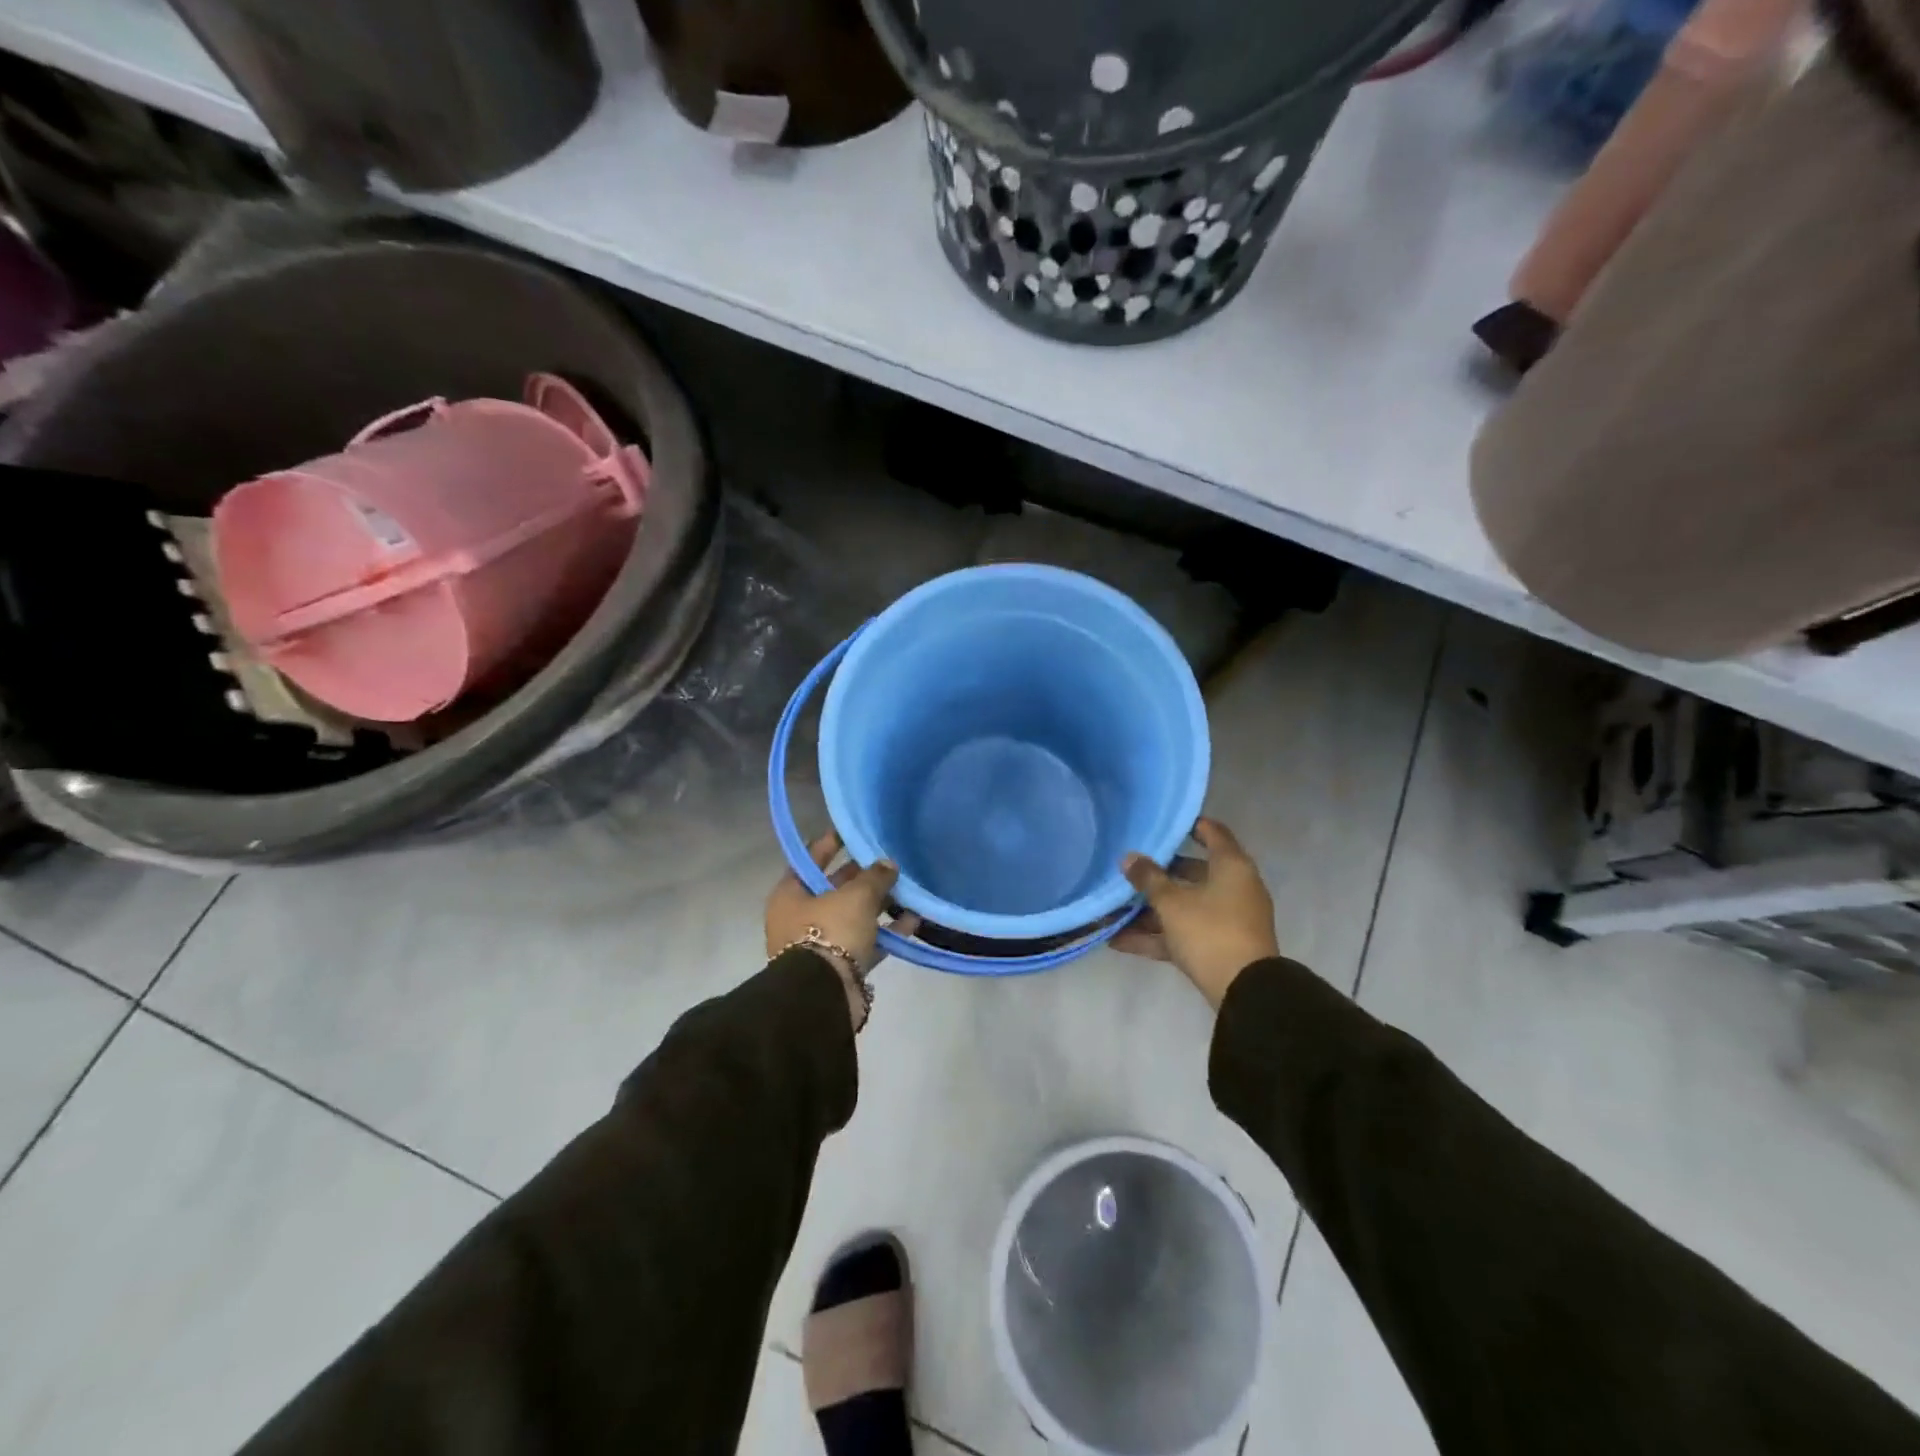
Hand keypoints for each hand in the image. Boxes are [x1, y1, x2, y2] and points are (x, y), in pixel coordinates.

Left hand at [766, 832, 915, 1028]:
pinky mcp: (841, 965)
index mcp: (790, 893)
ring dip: (878, 904)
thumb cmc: (830, 932)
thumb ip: (874, 877)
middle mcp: (800, 916)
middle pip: (834, 887)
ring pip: (853, 915)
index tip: (854, 829)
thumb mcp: (855, 896)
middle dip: (862, 876)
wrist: (823, 996)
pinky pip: (866, 941)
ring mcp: (820, 942)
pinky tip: (913, 920)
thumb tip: (888, 864)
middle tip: (889, 859)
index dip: (832, 842)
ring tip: (907, 888)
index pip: (811, 857)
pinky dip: (887, 931)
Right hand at [1114, 818, 1278, 1008]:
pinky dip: (1156, 936)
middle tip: (1129, 867)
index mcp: (1231, 867)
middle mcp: (1233, 888)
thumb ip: (1148, 878)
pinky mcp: (1217, 947)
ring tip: (1113, 909)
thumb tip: (1128, 858)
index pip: (1213, 832)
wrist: (1244, 992)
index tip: (1162, 822)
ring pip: (1185, 906)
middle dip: (1159, 873)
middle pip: (1193, 872)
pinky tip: (1118, 941)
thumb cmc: (1210, 931)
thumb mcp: (1172, 902)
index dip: (1189, 825)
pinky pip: (1183, 933)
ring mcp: (1227, 920)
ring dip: (1151, 910)